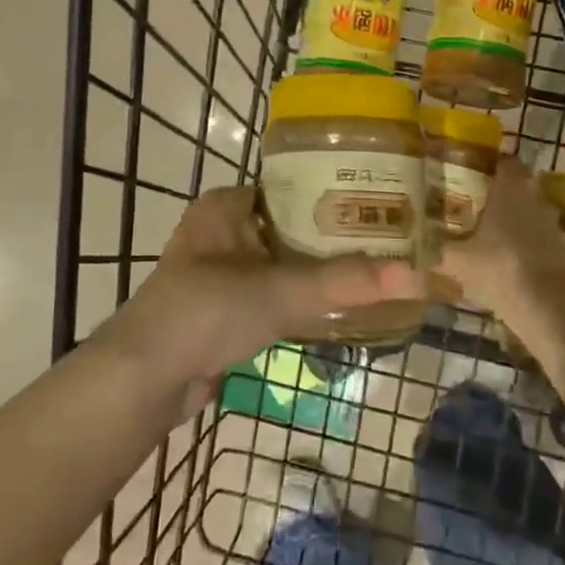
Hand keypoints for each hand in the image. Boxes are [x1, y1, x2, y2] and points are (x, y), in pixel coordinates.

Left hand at [111, 186, 423, 396]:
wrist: (145, 379)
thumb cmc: (206, 311)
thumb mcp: (280, 290)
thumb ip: (345, 283)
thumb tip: (418, 277)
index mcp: (225, 206)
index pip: (290, 185)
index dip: (334, 192)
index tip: (381, 200)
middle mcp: (222, 231)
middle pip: (290, 225)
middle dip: (334, 235)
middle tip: (388, 238)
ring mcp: (220, 272)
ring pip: (283, 262)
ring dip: (319, 269)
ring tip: (374, 270)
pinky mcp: (223, 310)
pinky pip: (274, 294)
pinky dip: (302, 299)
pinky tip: (340, 306)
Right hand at [441, 156, 564, 321]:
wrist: (546, 306)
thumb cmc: (498, 268)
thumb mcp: (458, 261)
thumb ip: (437, 251)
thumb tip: (413, 249)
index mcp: (510, 191)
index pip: (506, 162)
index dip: (493, 163)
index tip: (476, 169)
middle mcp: (534, 199)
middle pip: (522, 184)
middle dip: (504, 189)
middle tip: (480, 199)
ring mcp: (552, 224)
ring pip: (532, 209)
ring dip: (518, 215)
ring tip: (493, 229)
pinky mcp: (562, 248)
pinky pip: (540, 235)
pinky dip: (528, 239)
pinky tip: (510, 255)